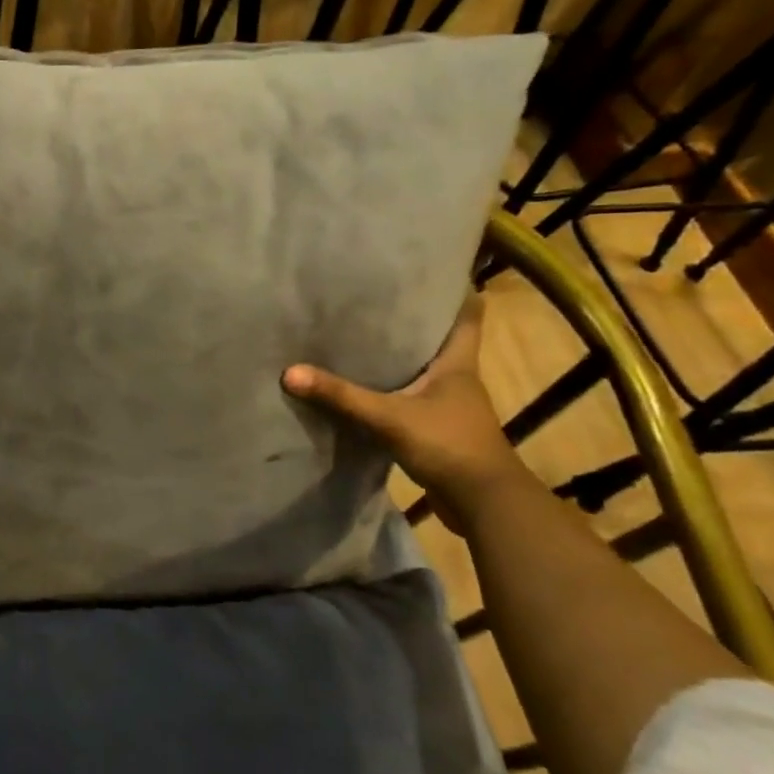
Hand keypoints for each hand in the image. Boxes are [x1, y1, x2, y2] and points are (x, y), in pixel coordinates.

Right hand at [282, 294, 524, 519]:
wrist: (483, 504)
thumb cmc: (448, 445)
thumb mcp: (389, 417)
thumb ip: (341, 396)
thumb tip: (289, 372)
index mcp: (457, 363)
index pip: (467, 314)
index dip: (454, 289)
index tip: (429, 270)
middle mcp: (456, 378)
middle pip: (438, 339)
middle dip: (411, 320)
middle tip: (373, 298)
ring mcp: (448, 406)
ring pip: (421, 370)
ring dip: (398, 357)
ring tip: (359, 336)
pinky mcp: (436, 430)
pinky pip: (409, 400)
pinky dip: (390, 391)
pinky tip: (362, 388)